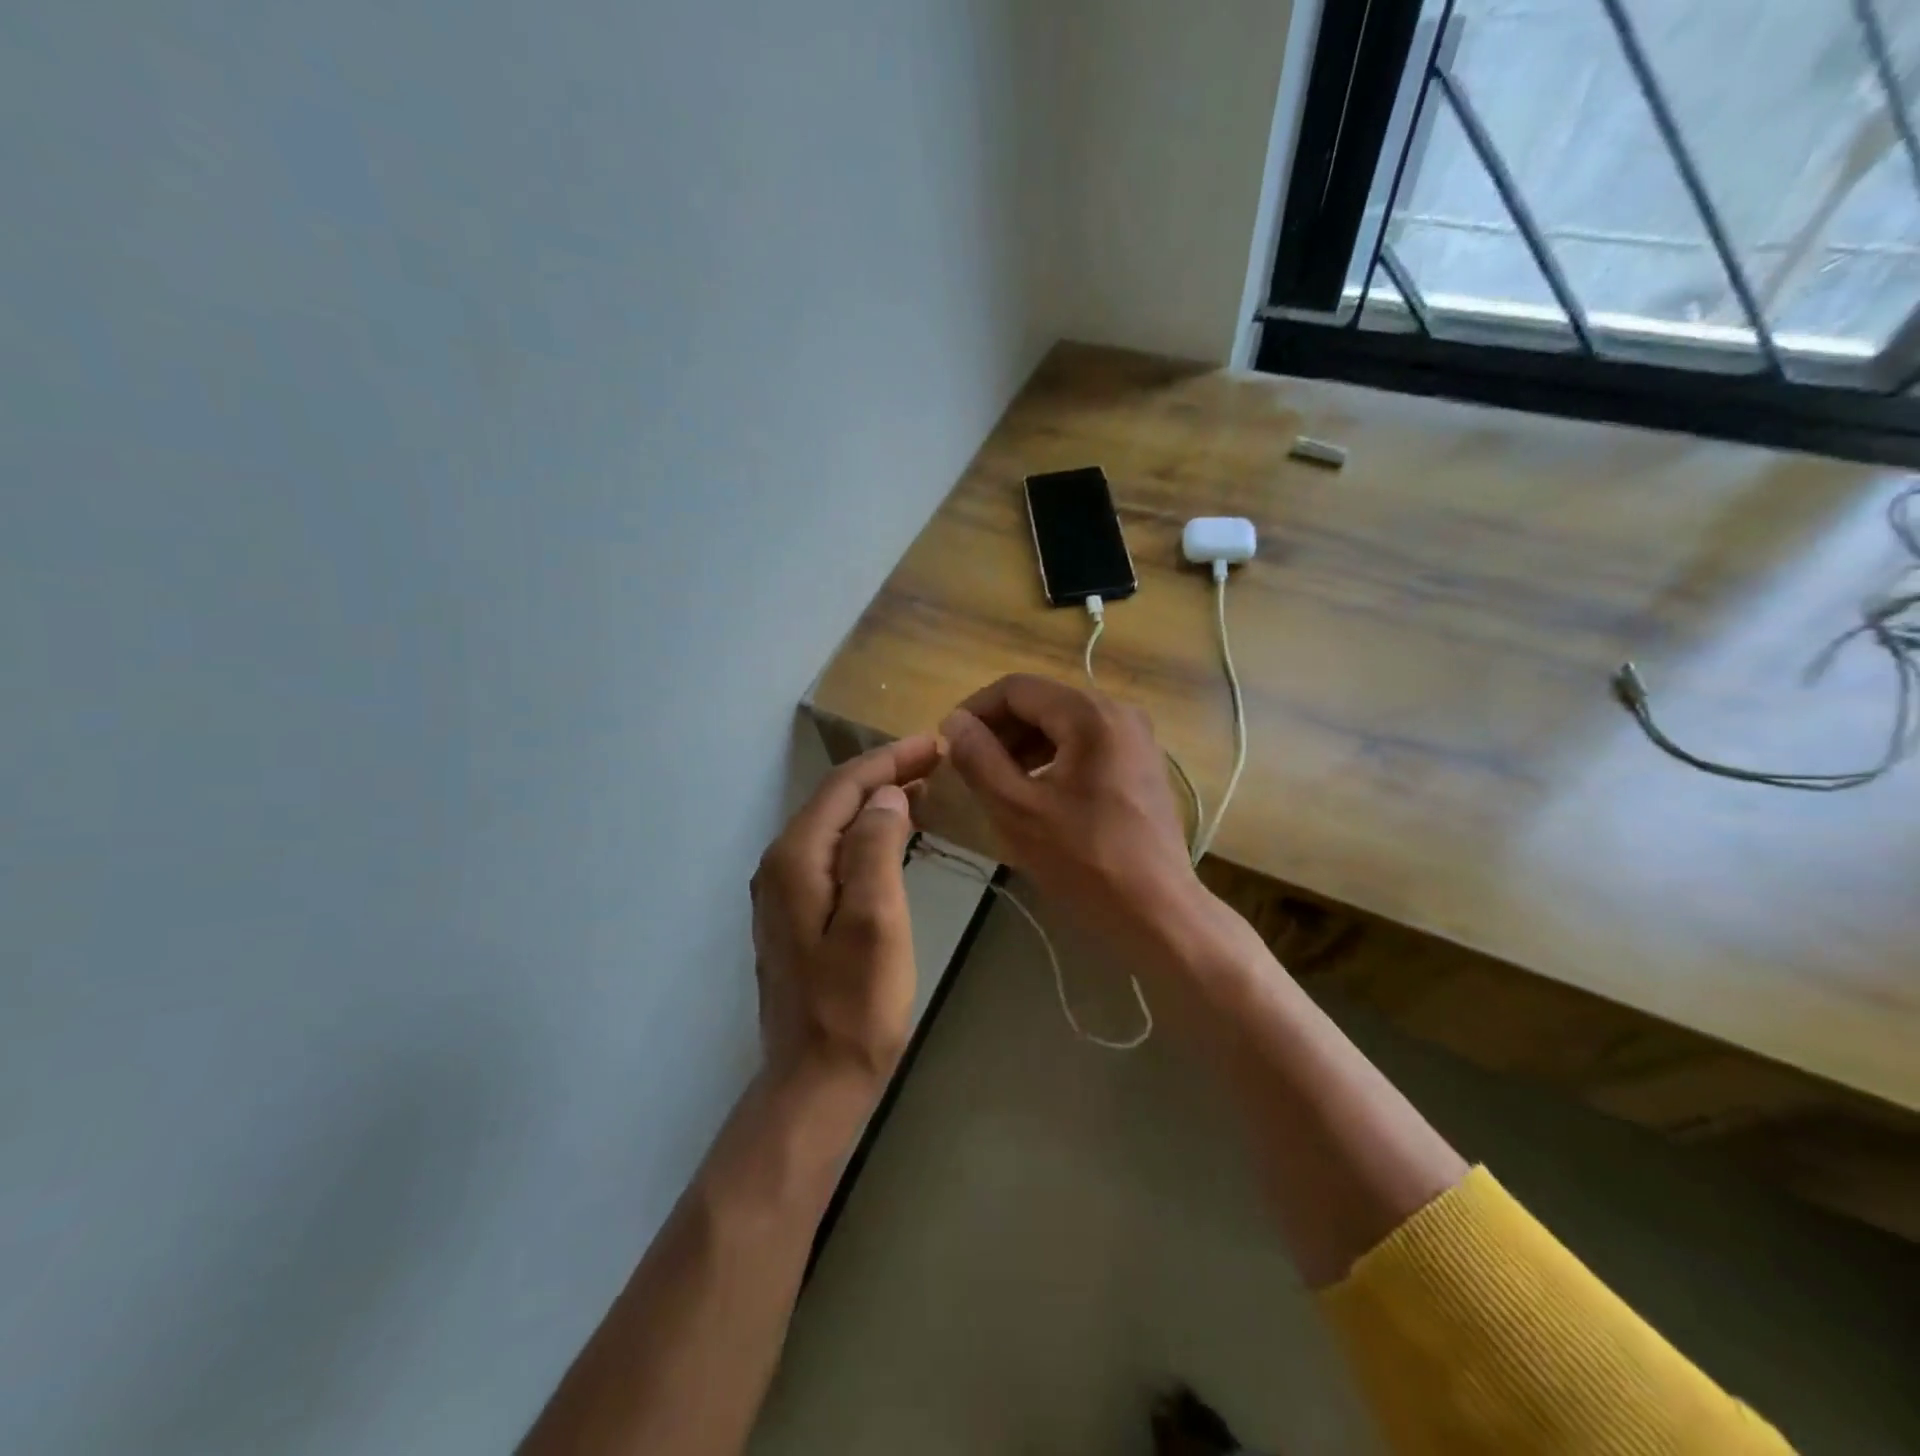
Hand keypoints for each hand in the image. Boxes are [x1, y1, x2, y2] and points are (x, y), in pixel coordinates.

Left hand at [751, 735, 939, 1086]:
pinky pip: (832, 854)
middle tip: (936, 763)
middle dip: (884, 776)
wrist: (814, 1081)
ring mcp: (783, 892)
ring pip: (833, 827)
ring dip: (876, 804)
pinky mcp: (795, 915)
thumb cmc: (854, 1004)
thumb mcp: (876, 919)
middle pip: (835, 801)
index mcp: (796, 858)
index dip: (889, 760)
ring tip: (923, 792)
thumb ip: (876, 847)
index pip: (844, 786)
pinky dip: (865, 835)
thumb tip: (887, 795)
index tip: (934, 745)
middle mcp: (780, 865)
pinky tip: (892, 839)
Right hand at [939, 674, 1200, 938]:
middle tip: (967, 765)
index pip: (1017, 688)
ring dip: (1023, 745)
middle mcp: (1119, 712)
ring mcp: (1136, 738)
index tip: (947, 743)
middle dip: (999, 729)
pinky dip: (1051, 758)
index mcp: (1090, 715)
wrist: (1158, 912)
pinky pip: (1085, 745)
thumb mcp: (1017, 809)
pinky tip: (1033, 791)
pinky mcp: (1141, 764)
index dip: (975, 710)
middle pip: (1042, 702)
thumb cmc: (1085, 860)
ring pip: (1063, 724)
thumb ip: (979, 758)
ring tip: (994, 780)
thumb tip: (954, 722)